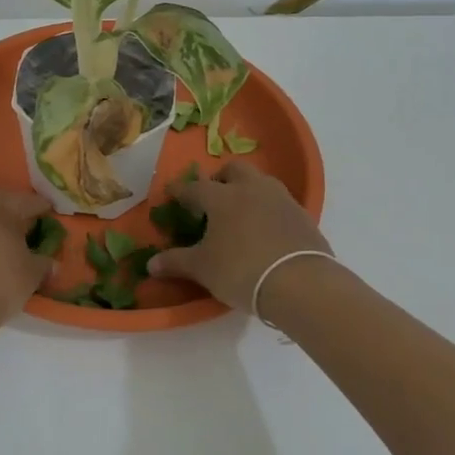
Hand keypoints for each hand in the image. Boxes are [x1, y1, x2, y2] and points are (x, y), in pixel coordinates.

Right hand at [147, 160, 332, 312]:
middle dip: (221, 179)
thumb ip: (176, 262)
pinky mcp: (303, 216)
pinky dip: (269, 210)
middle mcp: (252, 189)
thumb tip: (151, 265)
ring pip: (261, 182)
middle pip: (234, 170)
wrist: (301, 284)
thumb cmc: (241, 270)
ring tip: (241, 212)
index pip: (195, 188)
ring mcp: (281, 200)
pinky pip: (280, 204)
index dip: (181, 191)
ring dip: (248, 190)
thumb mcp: (203, 268)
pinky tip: (265, 230)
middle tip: (213, 198)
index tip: (172, 193)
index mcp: (222, 197)